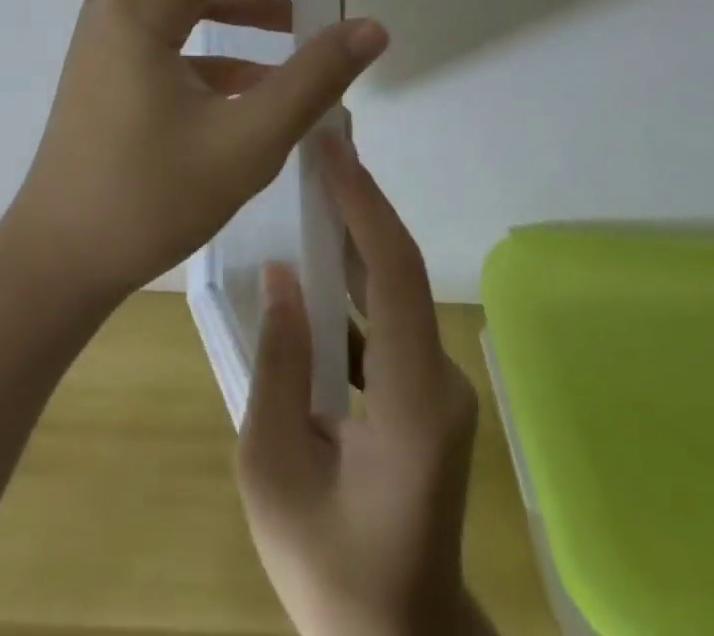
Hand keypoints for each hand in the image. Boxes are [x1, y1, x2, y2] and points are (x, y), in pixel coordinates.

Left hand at [4, 0, 387, 307]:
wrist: (59, 261)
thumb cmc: (148, 202)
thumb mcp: (245, 143)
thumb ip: (313, 78)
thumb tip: (371, 28)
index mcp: (141, 4)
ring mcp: (111, 29)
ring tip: (299, 18)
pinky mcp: (114, 58)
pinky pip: (173, 21)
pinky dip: (220, 28)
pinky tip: (262, 71)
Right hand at [236, 132, 489, 635]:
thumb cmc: (329, 569)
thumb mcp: (273, 471)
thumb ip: (277, 365)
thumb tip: (280, 274)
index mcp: (412, 403)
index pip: (397, 278)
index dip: (365, 206)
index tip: (332, 150)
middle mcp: (439, 380)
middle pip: (401, 271)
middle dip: (360, 200)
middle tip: (317, 144)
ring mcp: (438, 386)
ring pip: (397, 289)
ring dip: (356, 232)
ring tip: (312, 181)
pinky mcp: (424, 392)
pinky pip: (389, 318)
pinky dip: (354, 277)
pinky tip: (316, 257)